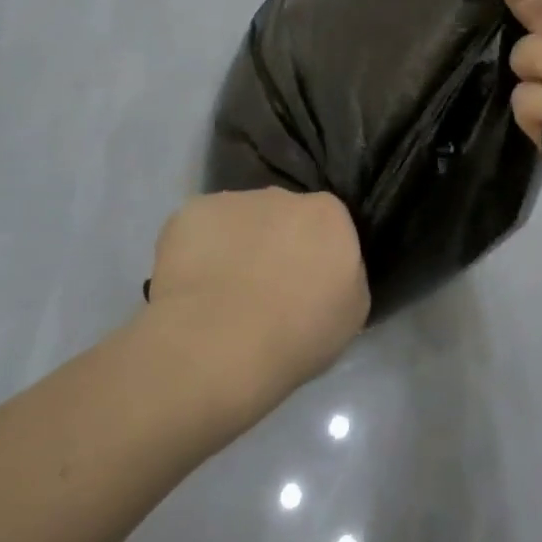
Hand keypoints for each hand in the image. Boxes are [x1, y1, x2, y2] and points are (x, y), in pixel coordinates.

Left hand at [142, 189, 368, 426]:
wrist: (216, 346)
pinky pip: (199, 231)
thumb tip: (327, 268)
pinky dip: (196, 253)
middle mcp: (283, 195)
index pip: (327, 225)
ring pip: (238, 221)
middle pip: (283, 216)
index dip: (314, 256)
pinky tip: (190, 290)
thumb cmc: (296, 336)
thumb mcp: (351, 313)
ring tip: (220, 296)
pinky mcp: (190, 213)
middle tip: (262, 292)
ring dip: (235, 247)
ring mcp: (232, 201)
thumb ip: (346, 274)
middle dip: (275, 244)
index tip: (303, 287)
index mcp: (328, 214)